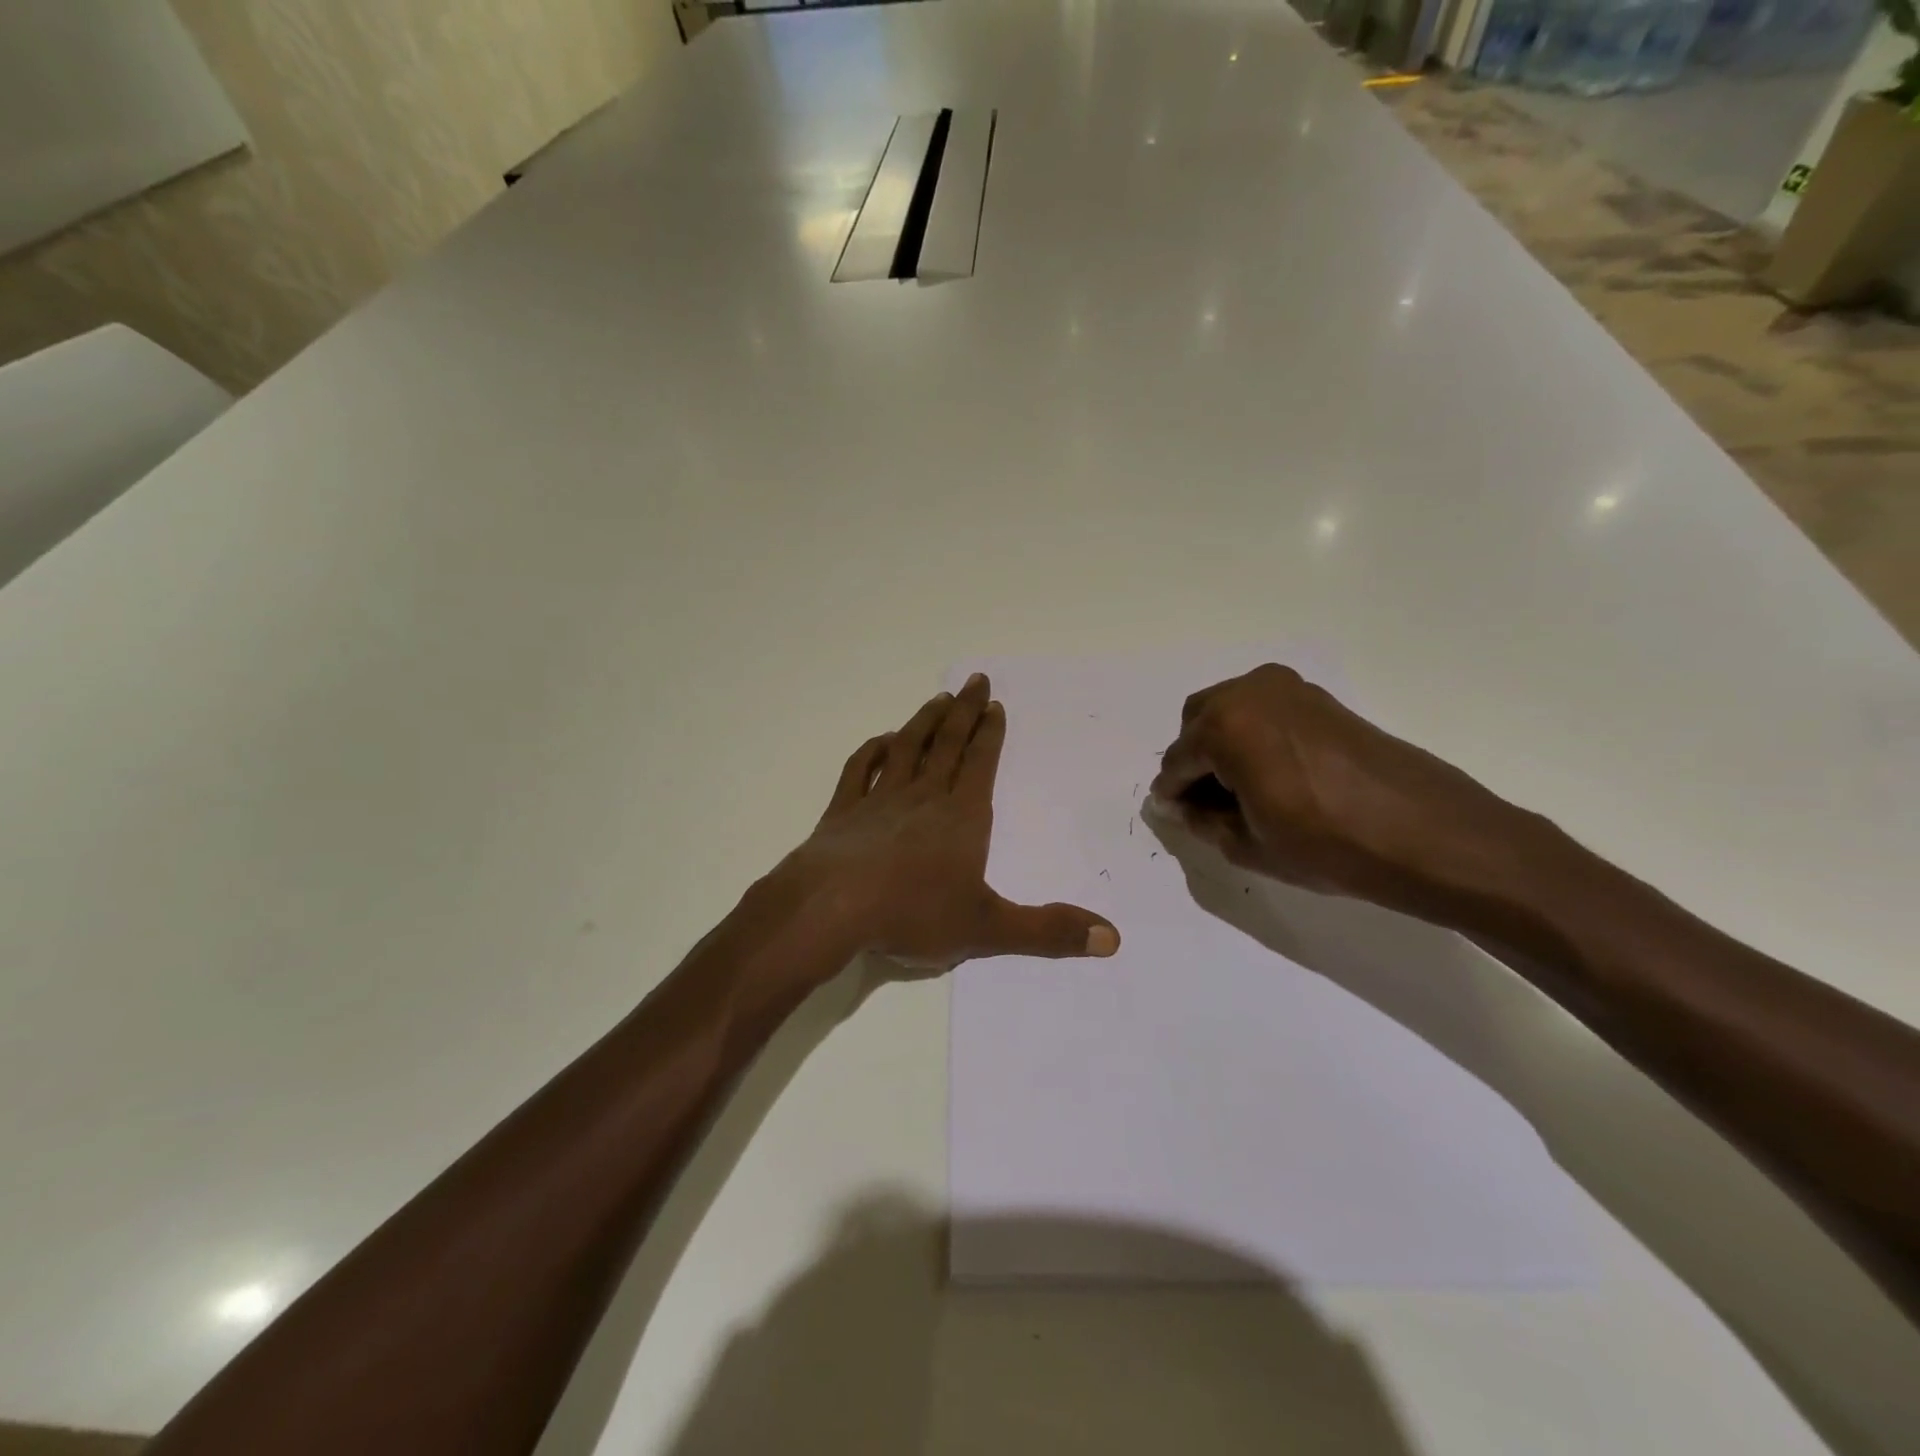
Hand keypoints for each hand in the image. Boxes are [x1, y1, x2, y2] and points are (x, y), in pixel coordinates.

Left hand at [781, 673, 1120, 969]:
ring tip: (938, 698)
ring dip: (924, 721)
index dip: (990, 734)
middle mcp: (924, 797)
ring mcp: (880, 799)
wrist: (831, 908)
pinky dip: (873, 750)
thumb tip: (1112, 938)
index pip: (980, 764)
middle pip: (947, 744)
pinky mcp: (843, 811)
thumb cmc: (912, 913)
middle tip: (976, 681)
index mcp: (962, 817)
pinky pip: (860, 769)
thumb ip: (1048, 931)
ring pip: (907, 748)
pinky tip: (882, 741)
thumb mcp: (988, 928)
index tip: (995, 705)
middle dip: (964, 712)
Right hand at [1150, 664, 1538, 917]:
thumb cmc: (1328, 845)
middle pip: (1198, 723)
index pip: (1177, 760)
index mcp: (1224, 726)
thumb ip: (1202, 821)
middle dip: (1195, 760)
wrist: (1429, 834)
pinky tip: (1273, 776)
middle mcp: (1250, 692)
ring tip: (1243, 792)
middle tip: (1209, 804)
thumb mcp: (1249, 845)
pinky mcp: (1319, 698)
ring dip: (1223, 745)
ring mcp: (1289, 688)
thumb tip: (1183, 806)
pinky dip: (1254, 736)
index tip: (1176, 816)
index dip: (1173, 793)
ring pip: (1230, 712)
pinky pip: (1264, 711)